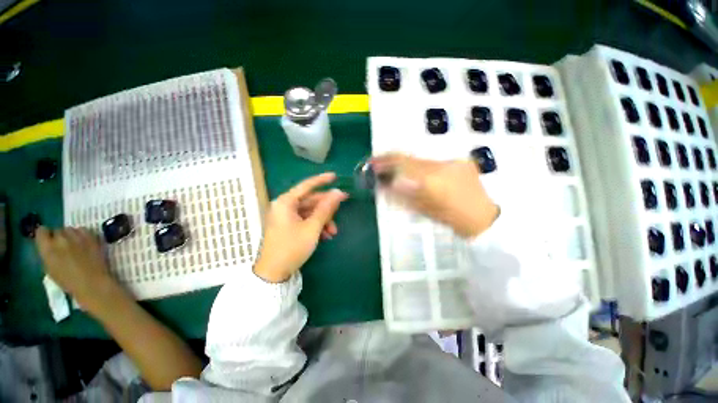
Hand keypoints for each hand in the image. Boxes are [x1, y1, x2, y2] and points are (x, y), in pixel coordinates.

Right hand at [35, 227, 118, 314]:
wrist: (91, 283)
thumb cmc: (68, 281)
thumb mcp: (50, 268)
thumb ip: (48, 253)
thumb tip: (49, 247)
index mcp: (47, 248)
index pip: (41, 231)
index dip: (45, 235)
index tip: (48, 241)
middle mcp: (60, 238)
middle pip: (57, 230)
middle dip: (59, 237)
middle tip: (64, 246)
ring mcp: (76, 236)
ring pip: (70, 229)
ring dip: (71, 235)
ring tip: (75, 245)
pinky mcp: (91, 236)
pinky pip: (83, 230)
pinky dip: (82, 235)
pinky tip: (84, 243)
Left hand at [254, 172, 348, 282]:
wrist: (273, 273)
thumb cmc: (292, 247)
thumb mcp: (312, 227)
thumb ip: (326, 209)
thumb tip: (338, 192)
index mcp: (286, 202)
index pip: (306, 186)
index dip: (322, 180)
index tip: (335, 176)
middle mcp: (285, 206)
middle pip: (311, 200)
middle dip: (327, 208)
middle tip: (342, 208)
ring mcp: (287, 217)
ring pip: (311, 212)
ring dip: (324, 220)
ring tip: (333, 232)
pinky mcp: (289, 226)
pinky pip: (307, 220)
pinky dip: (317, 226)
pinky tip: (326, 236)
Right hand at [372, 154, 498, 237]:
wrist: (483, 218)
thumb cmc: (451, 219)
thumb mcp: (422, 209)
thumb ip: (401, 195)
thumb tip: (383, 185)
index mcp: (431, 178)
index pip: (402, 162)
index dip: (385, 161)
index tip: (373, 162)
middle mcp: (442, 164)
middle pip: (411, 158)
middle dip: (395, 162)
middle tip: (382, 167)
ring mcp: (454, 161)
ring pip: (423, 160)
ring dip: (410, 166)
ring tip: (402, 174)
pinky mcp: (461, 161)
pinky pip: (435, 162)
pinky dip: (424, 168)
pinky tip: (424, 178)